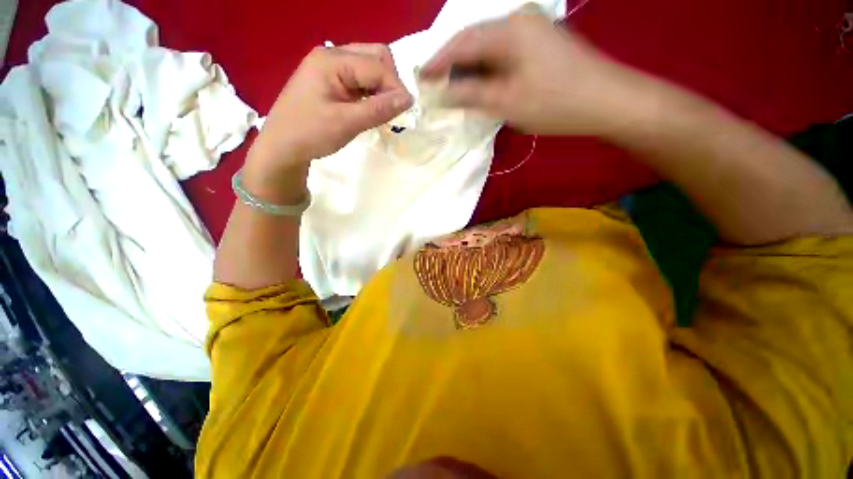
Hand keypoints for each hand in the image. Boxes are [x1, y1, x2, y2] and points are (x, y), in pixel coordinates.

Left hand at [243, 44, 412, 201]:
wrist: (282, 146)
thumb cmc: (311, 133)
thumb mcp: (347, 123)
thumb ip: (379, 109)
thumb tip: (409, 99)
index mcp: (332, 61)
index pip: (377, 65)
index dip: (395, 87)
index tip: (405, 112)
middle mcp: (332, 55)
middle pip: (375, 56)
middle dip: (390, 82)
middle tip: (392, 109)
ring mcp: (330, 67)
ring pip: (369, 67)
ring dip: (381, 87)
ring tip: (382, 111)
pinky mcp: (331, 80)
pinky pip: (360, 79)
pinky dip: (371, 92)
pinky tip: (371, 108)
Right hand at [421, 12, 638, 135]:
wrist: (608, 100)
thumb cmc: (555, 102)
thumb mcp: (506, 102)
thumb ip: (470, 94)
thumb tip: (441, 92)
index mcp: (510, 29)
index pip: (462, 42)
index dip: (438, 61)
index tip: (420, 77)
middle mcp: (519, 20)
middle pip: (474, 40)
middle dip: (453, 64)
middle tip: (436, 85)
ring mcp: (532, 29)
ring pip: (489, 48)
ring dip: (470, 68)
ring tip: (455, 88)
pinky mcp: (540, 43)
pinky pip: (503, 53)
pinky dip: (488, 69)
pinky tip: (481, 83)